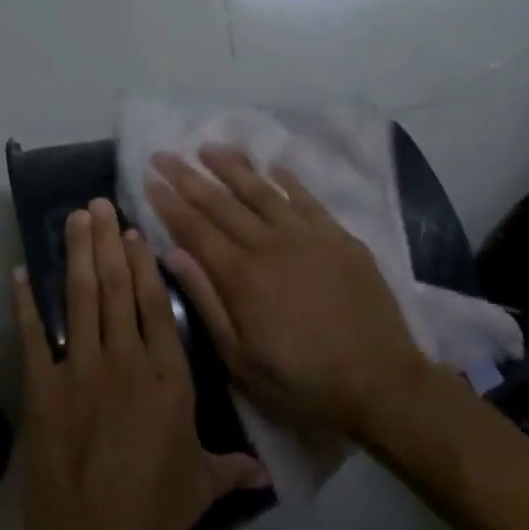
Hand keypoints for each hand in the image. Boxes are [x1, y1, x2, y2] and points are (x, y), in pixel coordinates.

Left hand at [13, 199, 265, 529]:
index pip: (156, 305)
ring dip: (77, 255)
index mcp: (169, 378)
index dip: (144, 263)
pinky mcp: (44, 390)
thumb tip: (267, 474)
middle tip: (96, 203)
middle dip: (107, 242)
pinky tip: (19, 272)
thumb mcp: (202, 487)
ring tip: (73, 218)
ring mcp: (82, 372)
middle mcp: (127, 362)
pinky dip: (25, 303)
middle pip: (117, 289)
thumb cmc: (154, 517)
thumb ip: (232, 469)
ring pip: (81, 299)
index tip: (133, 230)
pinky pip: (34, 336)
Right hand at [144, 147, 433, 443]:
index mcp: (241, 276)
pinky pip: (308, 199)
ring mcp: (308, 236)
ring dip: (233, 167)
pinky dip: (288, 180)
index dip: (169, 201)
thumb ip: (206, 302)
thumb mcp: (241, 358)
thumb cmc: (302, 380)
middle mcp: (270, 244)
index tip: (149, 177)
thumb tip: (172, 255)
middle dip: (188, 175)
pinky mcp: (340, 238)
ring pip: (262, 191)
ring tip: (208, 147)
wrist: (379, 382)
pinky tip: (273, 166)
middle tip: (164, 153)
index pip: (195, 228)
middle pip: (221, 202)